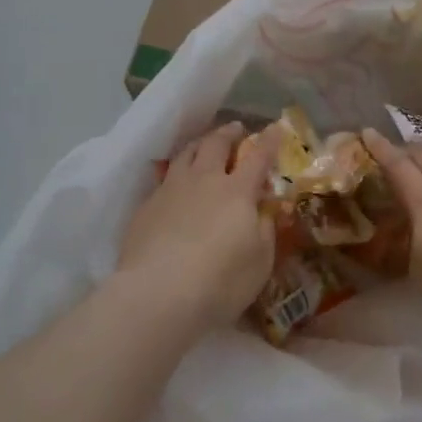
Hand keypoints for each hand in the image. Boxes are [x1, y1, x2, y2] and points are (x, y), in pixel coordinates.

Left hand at [118, 121, 282, 326]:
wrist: (157, 294)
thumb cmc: (219, 282)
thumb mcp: (259, 263)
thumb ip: (265, 232)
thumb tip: (265, 211)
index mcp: (237, 191)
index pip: (258, 157)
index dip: (269, 141)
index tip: (276, 127)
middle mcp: (204, 180)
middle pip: (216, 144)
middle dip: (229, 133)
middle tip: (236, 128)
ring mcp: (171, 189)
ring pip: (186, 154)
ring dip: (199, 144)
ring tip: (204, 144)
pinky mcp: (146, 206)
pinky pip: (164, 179)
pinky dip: (175, 174)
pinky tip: (175, 186)